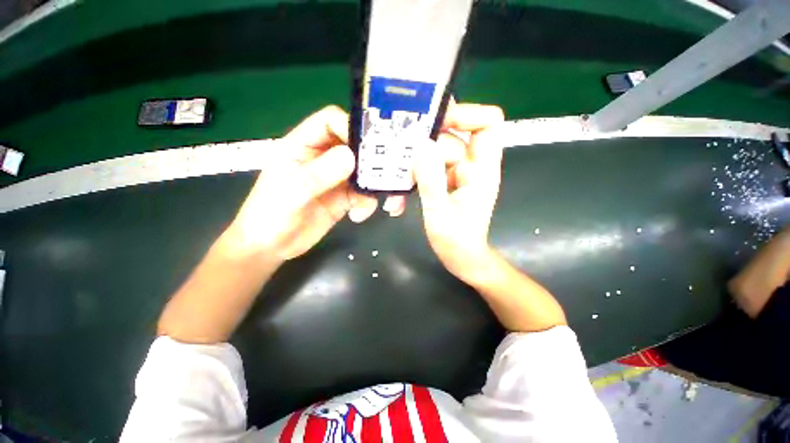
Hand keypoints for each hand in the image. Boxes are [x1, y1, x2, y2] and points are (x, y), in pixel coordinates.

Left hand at [224, 106, 377, 262]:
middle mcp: (324, 158)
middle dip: (374, 161)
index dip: (351, 127)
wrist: (271, 247)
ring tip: (388, 203)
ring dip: (377, 187)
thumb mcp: (291, 192)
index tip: (369, 146)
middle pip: (355, 146)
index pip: (331, 121)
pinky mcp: (345, 198)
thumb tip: (351, 156)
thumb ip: (319, 174)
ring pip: (365, 173)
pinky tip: (359, 216)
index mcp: (304, 146)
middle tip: (391, 175)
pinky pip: (364, 195)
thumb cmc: (269, 215)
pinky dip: (368, 204)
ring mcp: (336, 179)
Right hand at [414, 102, 505, 283]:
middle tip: (398, 157)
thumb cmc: (457, 242)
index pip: (487, 124)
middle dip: (424, 147)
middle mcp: (472, 166)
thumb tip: (421, 146)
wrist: (461, 259)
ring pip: (434, 155)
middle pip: (450, 139)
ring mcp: (457, 174)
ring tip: (396, 185)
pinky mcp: (446, 182)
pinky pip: (429, 170)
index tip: (435, 120)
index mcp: (482, 170)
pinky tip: (399, 197)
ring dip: (413, 167)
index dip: (466, 114)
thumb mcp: (440, 213)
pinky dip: (414, 179)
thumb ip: (432, 180)